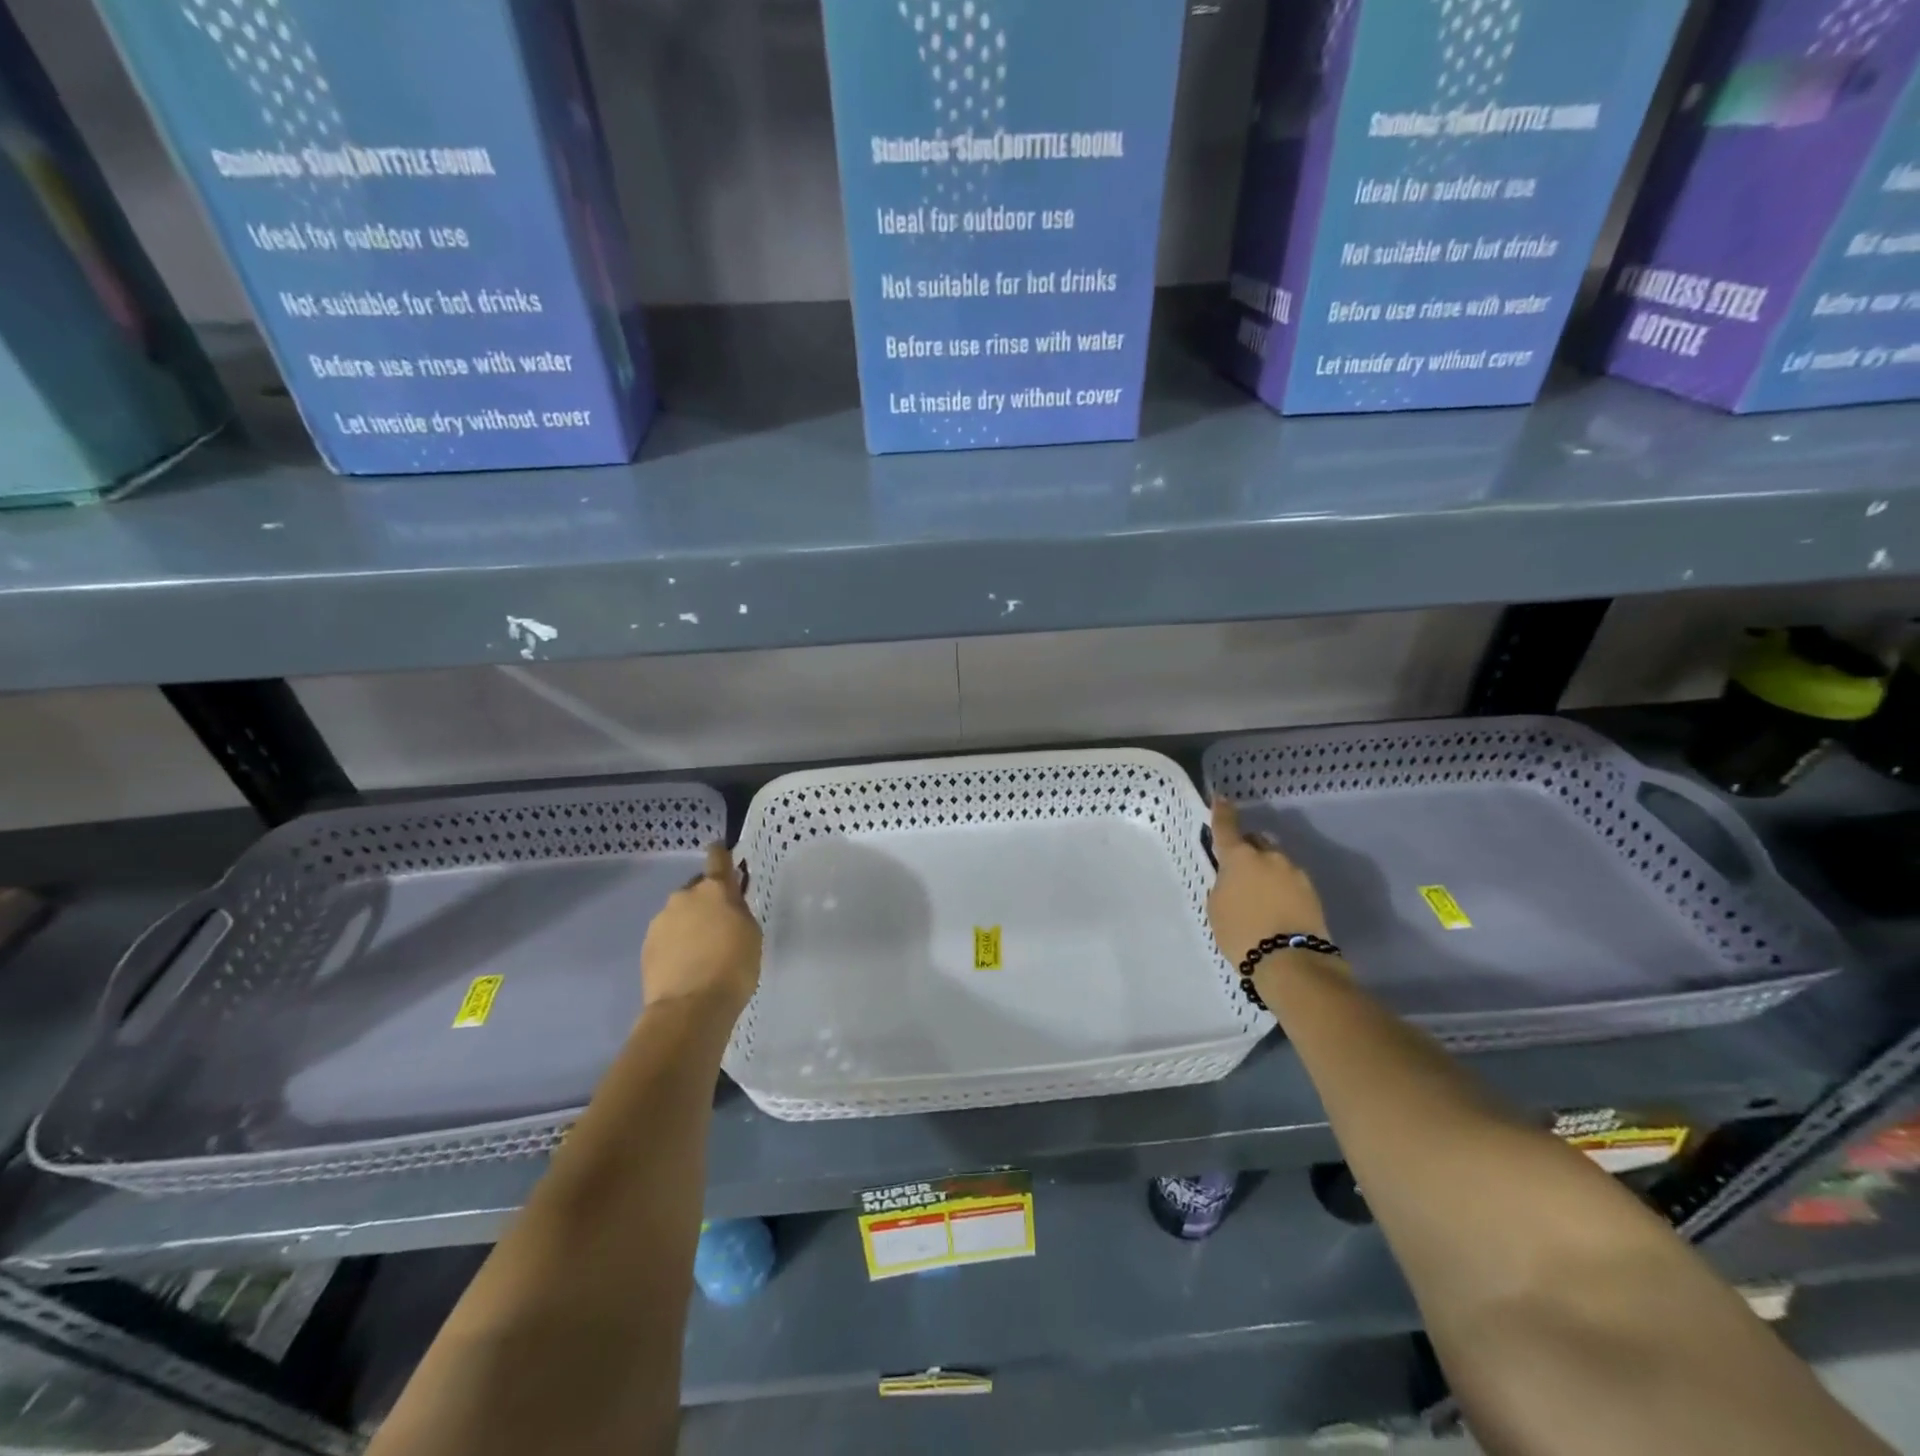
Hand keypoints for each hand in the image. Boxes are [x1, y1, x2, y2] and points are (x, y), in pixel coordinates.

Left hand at [641, 844, 761, 1016]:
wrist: (690, 1008)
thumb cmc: (733, 967)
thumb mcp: (751, 933)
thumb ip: (738, 911)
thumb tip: (728, 904)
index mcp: (715, 889)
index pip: (717, 858)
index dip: (721, 853)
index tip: (721, 850)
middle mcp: (684, 896)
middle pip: (697, 889)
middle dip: (707, 900)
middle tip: (719, 924)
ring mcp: (661, 920)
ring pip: (680, 913)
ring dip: (690, 923)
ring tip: (702, 950)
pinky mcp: (646, 945)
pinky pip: (667, 935)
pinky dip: (676, 943)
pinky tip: (686, 964)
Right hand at [1207, 797, 1331, 967]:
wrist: (1291, 962)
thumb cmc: (1242, 933)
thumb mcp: (1217, 907)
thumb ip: (1224, 884)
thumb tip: (1235, 879)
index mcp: (1240, 857)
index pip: (1226, 827)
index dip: (1222, 812)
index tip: (1221, 798)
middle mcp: (1269, 856)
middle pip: (1256, 842)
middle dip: (1248, 850)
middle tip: (1240, 872)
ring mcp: (1295, 872)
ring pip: (1276, 862)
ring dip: (1267, 871)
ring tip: (1261, 897)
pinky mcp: (1312, 892)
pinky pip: (1290, 881)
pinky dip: (1282, 888)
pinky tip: (1277, 908)